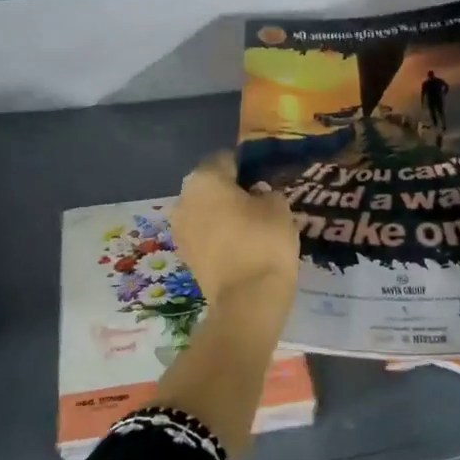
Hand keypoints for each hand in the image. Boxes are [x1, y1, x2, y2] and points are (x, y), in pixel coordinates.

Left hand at [172, 151, 299, 306]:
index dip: (247, 166)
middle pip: (210, 185)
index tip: (264, 178)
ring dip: (223, 214)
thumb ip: (266, 192)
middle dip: (231, 190)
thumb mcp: (278, 206)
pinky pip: (204, 234)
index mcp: (204, 179)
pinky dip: (219, 235)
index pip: (226, 159)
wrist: (247, 300)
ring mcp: (180, 229)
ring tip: (252, 225)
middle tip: (259, 201)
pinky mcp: (185, 256)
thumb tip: (256, 195)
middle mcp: (184, 199)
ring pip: (205, 211)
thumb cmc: (264, 242)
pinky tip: (242, 245)